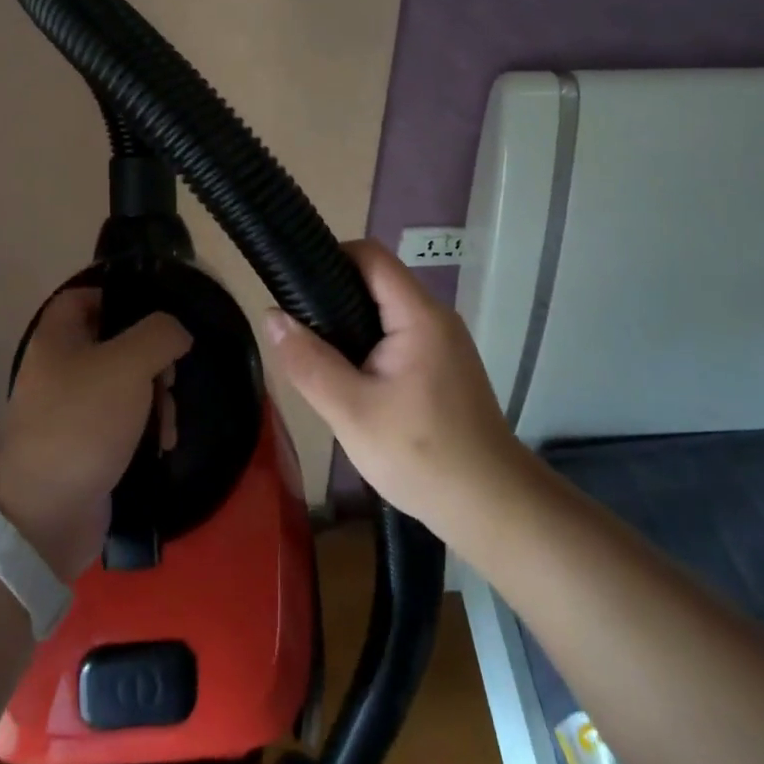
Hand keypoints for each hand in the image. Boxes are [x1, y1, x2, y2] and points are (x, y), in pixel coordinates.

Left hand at [0, 286, 190, 579]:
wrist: (45, 516)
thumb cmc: (83, 423)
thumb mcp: (129, 364)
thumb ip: (160, 334)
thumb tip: (177, 333)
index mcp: (57, 338)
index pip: (84, 296)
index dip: (119, 297)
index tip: (156, 316)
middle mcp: (59, 368)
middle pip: (115, 343)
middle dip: (152, 359)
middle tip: (169, 377)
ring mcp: (70, 410)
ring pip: (125, 385)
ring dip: (156, 399)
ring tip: (168, 423)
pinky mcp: (85, 446)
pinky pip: (123, 422)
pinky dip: (145, 429)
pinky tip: (161, 445)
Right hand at [262, 240, 520, 540]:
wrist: (493, 509)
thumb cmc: (422, 456)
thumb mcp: (352, 413)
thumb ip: (309, 363)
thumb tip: (271, 316)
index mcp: (418, 314)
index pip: (371, 255)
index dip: (330, 256)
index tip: (294, 282)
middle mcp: (435, 317)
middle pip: (377, 281)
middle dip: (333, 295)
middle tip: (298, 326)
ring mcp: (444, 342)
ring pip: (386, 311)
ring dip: (350, 324)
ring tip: (316, 353)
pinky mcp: (445, 366)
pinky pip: (399, 336)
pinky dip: (370, 344)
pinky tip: (351, 378)